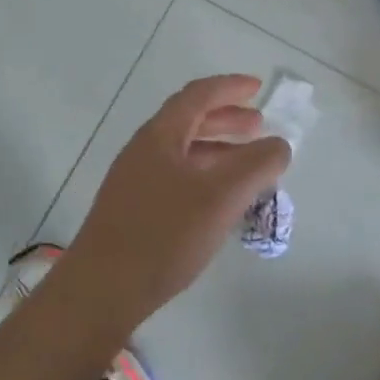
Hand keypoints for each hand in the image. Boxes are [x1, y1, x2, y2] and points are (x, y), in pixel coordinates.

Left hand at [56, 75, 291, 340]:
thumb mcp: (219, 197)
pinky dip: (205, 176)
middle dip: (226, 118)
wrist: (100, 291)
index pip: (197, 96)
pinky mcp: (134, 210)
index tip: (258, 88)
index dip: (229, 87)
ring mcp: (135, 181)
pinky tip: (220, 202)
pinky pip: (177, 178)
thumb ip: (255, 166)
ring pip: (183, 152)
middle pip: (188, 121)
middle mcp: (144, 150)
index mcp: (159, 136)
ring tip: (248, 165)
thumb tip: (279, 144)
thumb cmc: (162, 235)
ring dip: (217, 149)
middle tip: (258, 125)